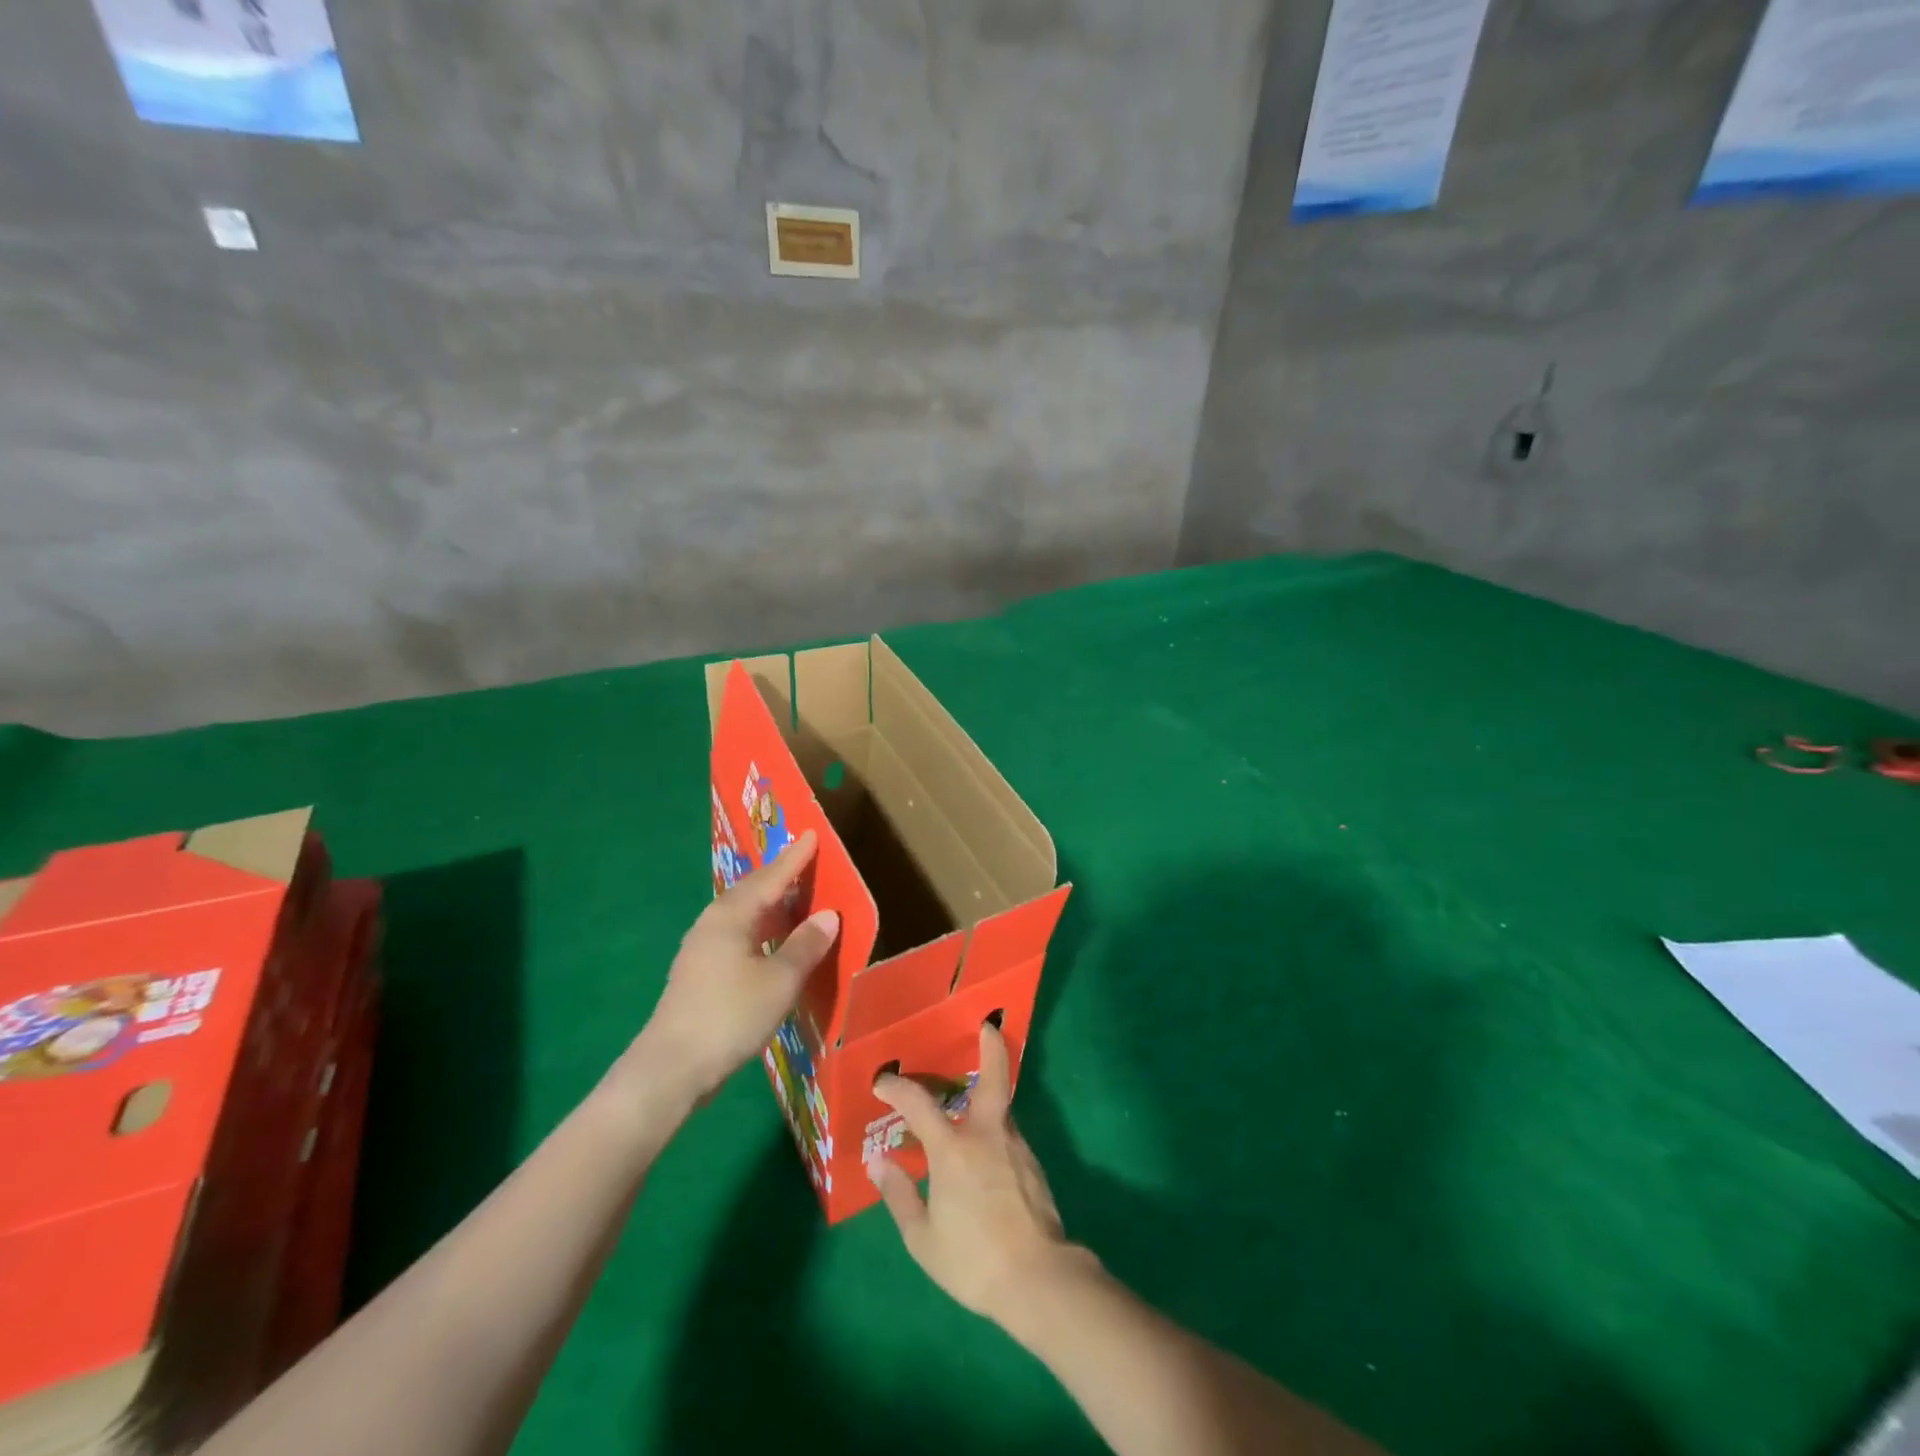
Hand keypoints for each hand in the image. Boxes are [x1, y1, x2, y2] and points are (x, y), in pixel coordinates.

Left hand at [634, 830, 839, 1103]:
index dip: (795, 858)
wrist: (671, 1069)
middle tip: (807, 863)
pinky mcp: (699, 973)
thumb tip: (827, 915)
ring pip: (743, 915)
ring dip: (771, 906)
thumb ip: (806, 945)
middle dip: (780, 877)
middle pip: (752, 891)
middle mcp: (713, 923)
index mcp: (732, 916)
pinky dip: (761, 930)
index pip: (771, 878)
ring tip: (796, 901)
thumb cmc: (730, 1016)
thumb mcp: (780, 981)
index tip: (813, 834)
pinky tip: (772, 943)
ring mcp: (701, 948)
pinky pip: (737, 935)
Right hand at [868, 1022, 1094, 1325]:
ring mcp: (1015, 1147)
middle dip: (991, 1047)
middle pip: (993, 1077)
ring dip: (986, 1100)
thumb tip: (878, 1161)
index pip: (919, 1102)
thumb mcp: (923, 1237)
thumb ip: (899, 1194)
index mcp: (953, 1148)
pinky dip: (995, 1133)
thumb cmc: (972, 1259)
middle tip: (988, 1027)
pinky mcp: (1033, 1166)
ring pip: (1000, 1110)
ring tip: (969, 1109)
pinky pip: (1008, 1136)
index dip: (897, 1088)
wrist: (1038, 1279)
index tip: (882, 1083)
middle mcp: (987, 1135)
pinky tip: (987, 1156)